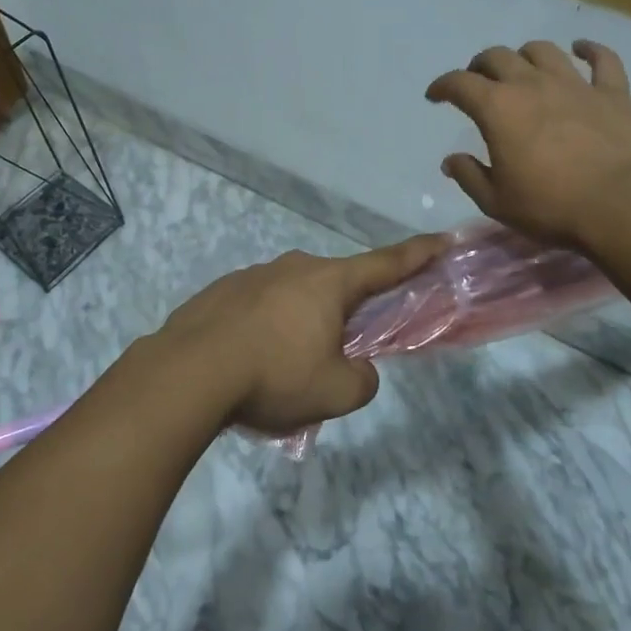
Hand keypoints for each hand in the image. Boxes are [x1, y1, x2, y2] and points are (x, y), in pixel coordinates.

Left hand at [157, 235, 446, 434]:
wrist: (189, 372)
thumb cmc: (274, 376)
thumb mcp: (335, 393)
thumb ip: (362, 380)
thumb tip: (358, 370)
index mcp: (328, 283)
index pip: (385, 264)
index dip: (417, 254)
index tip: (440, 238)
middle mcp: (293, 267)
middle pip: (334, 285)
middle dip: (344, 312)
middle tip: (338, 351)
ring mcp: (253, 275)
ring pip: (292, 297)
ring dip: (299, 323)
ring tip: (283, 368)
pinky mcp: (221, 291)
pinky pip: (257, 307)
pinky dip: (264, 329)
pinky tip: (248, 361)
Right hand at [426, 39, 630, 248]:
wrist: (621, 206)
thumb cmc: (551, 206)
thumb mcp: (496, 201)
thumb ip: (469, 176)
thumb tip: (451, 159)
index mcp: (497, 108)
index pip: (459, 83)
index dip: (442, 86)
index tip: (435, 96)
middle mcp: (531, 84)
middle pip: (497, 57)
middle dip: (480, 66)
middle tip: (477, 82)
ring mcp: (574, 84)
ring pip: (543, 51)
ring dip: (525, 55)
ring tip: (521, 68)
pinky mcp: (612, 93)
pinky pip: (602, 59)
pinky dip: (590, 50)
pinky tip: (581, 49)